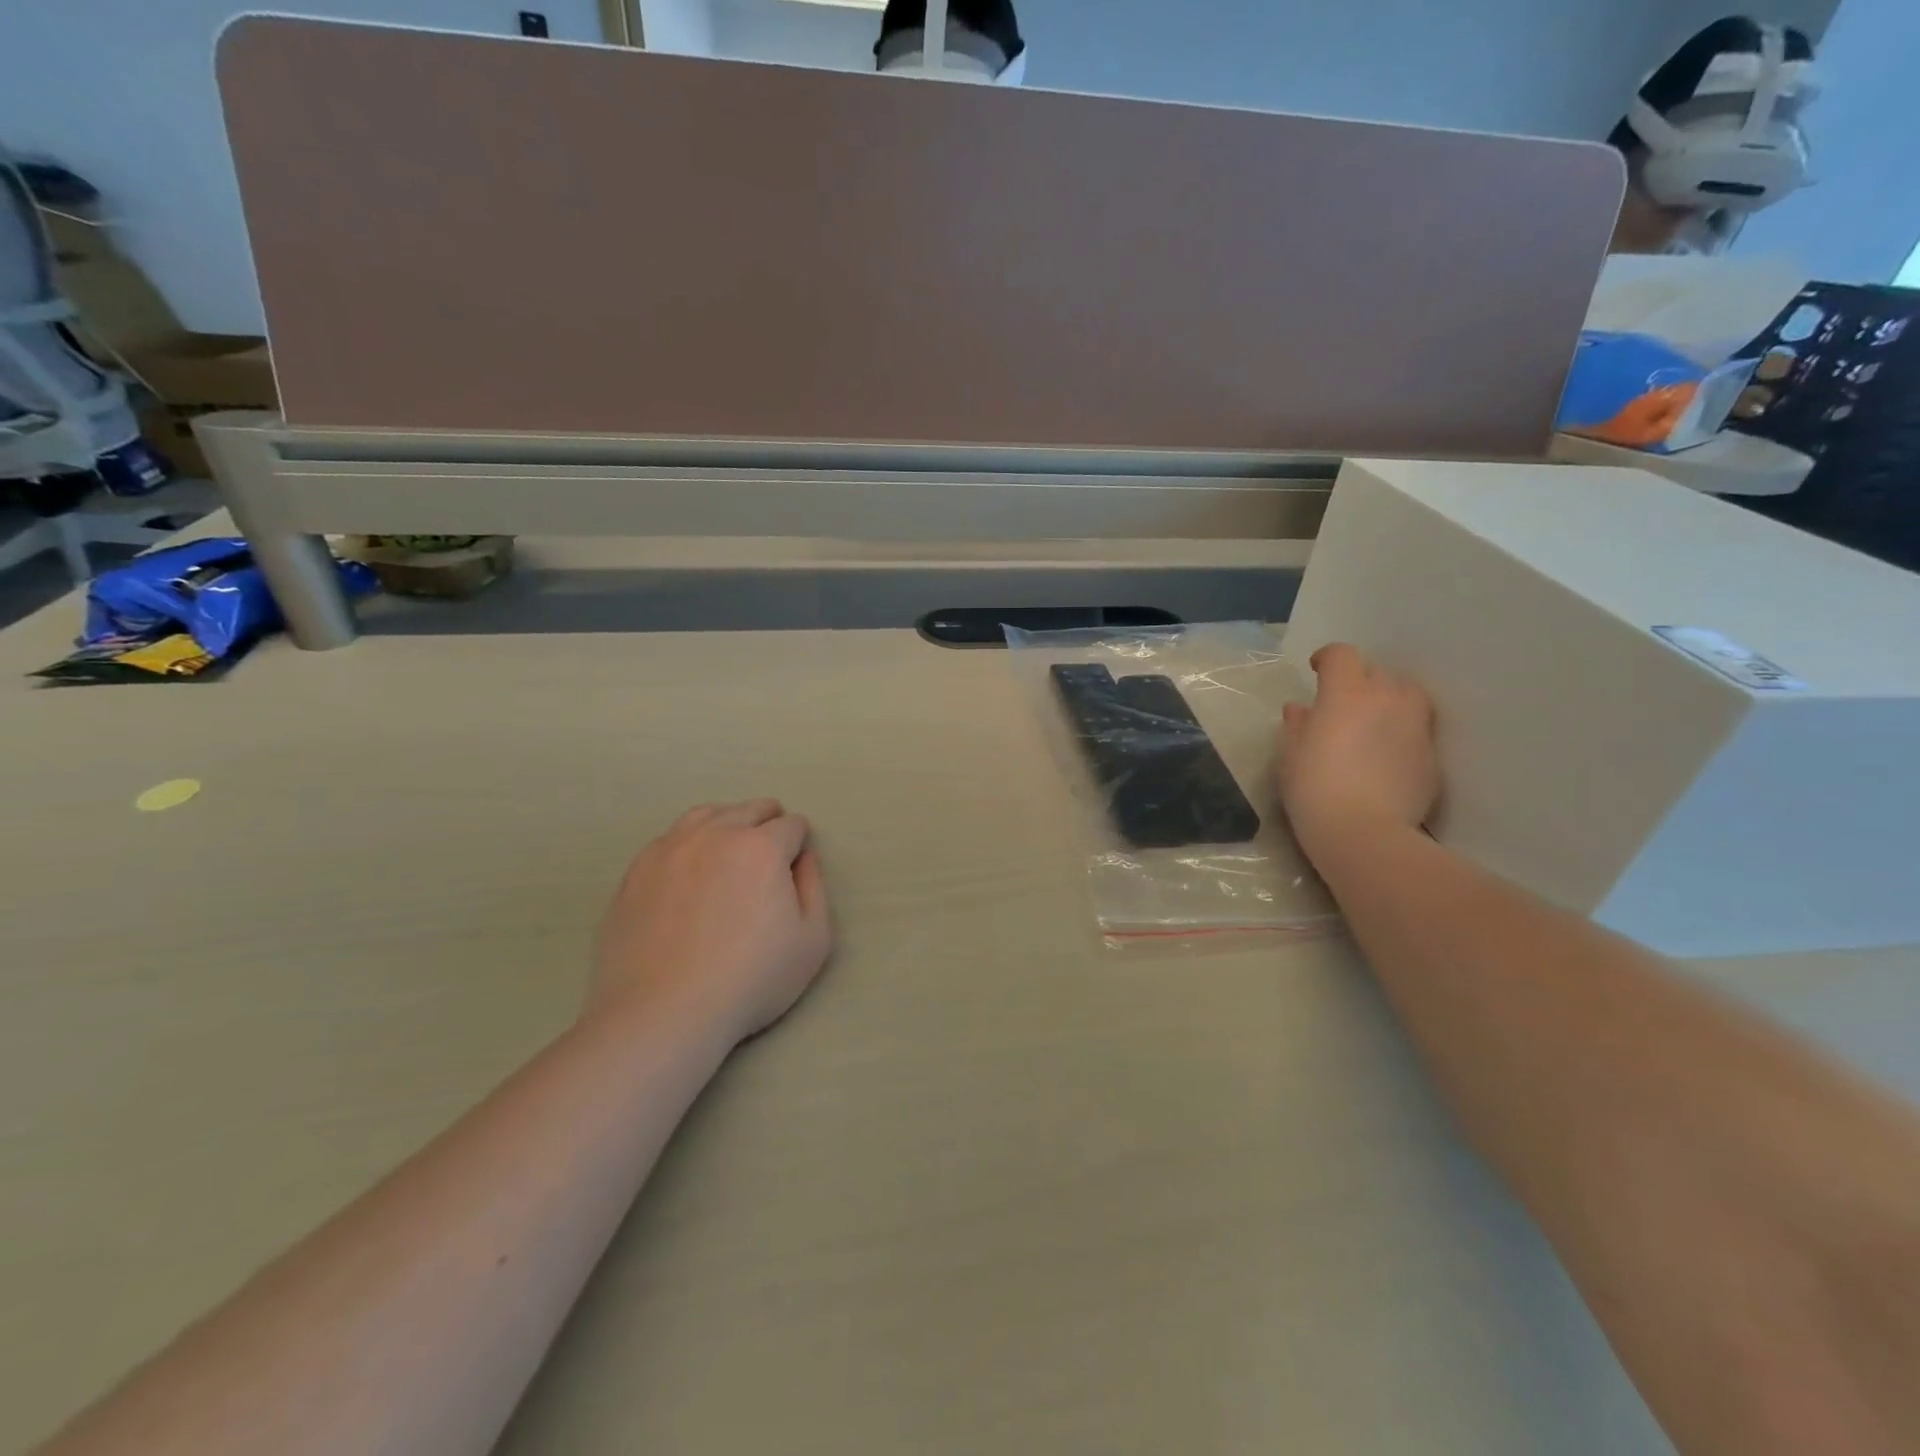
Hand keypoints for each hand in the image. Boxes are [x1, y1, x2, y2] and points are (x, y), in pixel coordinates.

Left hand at [588, 799, 831, 1046]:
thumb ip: (814, 888)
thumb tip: (803, 857)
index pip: (791, 824)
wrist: (662, 1013)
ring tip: (729, 854)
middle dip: (768, 824)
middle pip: (750, 809)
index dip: (799, 843)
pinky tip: (689, 874)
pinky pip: (670, 839)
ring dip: (727, 824)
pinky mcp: (636, 870)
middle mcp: (716, 834)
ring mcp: (670, 848)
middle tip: (768, 858)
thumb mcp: (812, 941)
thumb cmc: (750, 980)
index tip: (794, 867)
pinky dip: (689, 845)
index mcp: (761, 847)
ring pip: (707, 814)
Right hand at [1279, 644, 1439, 858]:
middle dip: (1359, 681)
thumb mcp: (1290, 755)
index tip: (1316, 671)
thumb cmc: (1314, 788)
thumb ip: (1297, 725)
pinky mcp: (1432, 756)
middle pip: (1377, 672)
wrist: (1364, 833)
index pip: (1342, 655)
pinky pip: (1417, 730)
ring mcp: (1416, 726)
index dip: (1328, 659)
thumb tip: (1301, 710)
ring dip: (1389, 700)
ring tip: (1373, 723)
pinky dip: (1402, 733)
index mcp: (1346, 693)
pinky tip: (1386, 758)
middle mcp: (1387, 698)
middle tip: (1342, 705)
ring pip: (1407, 696)